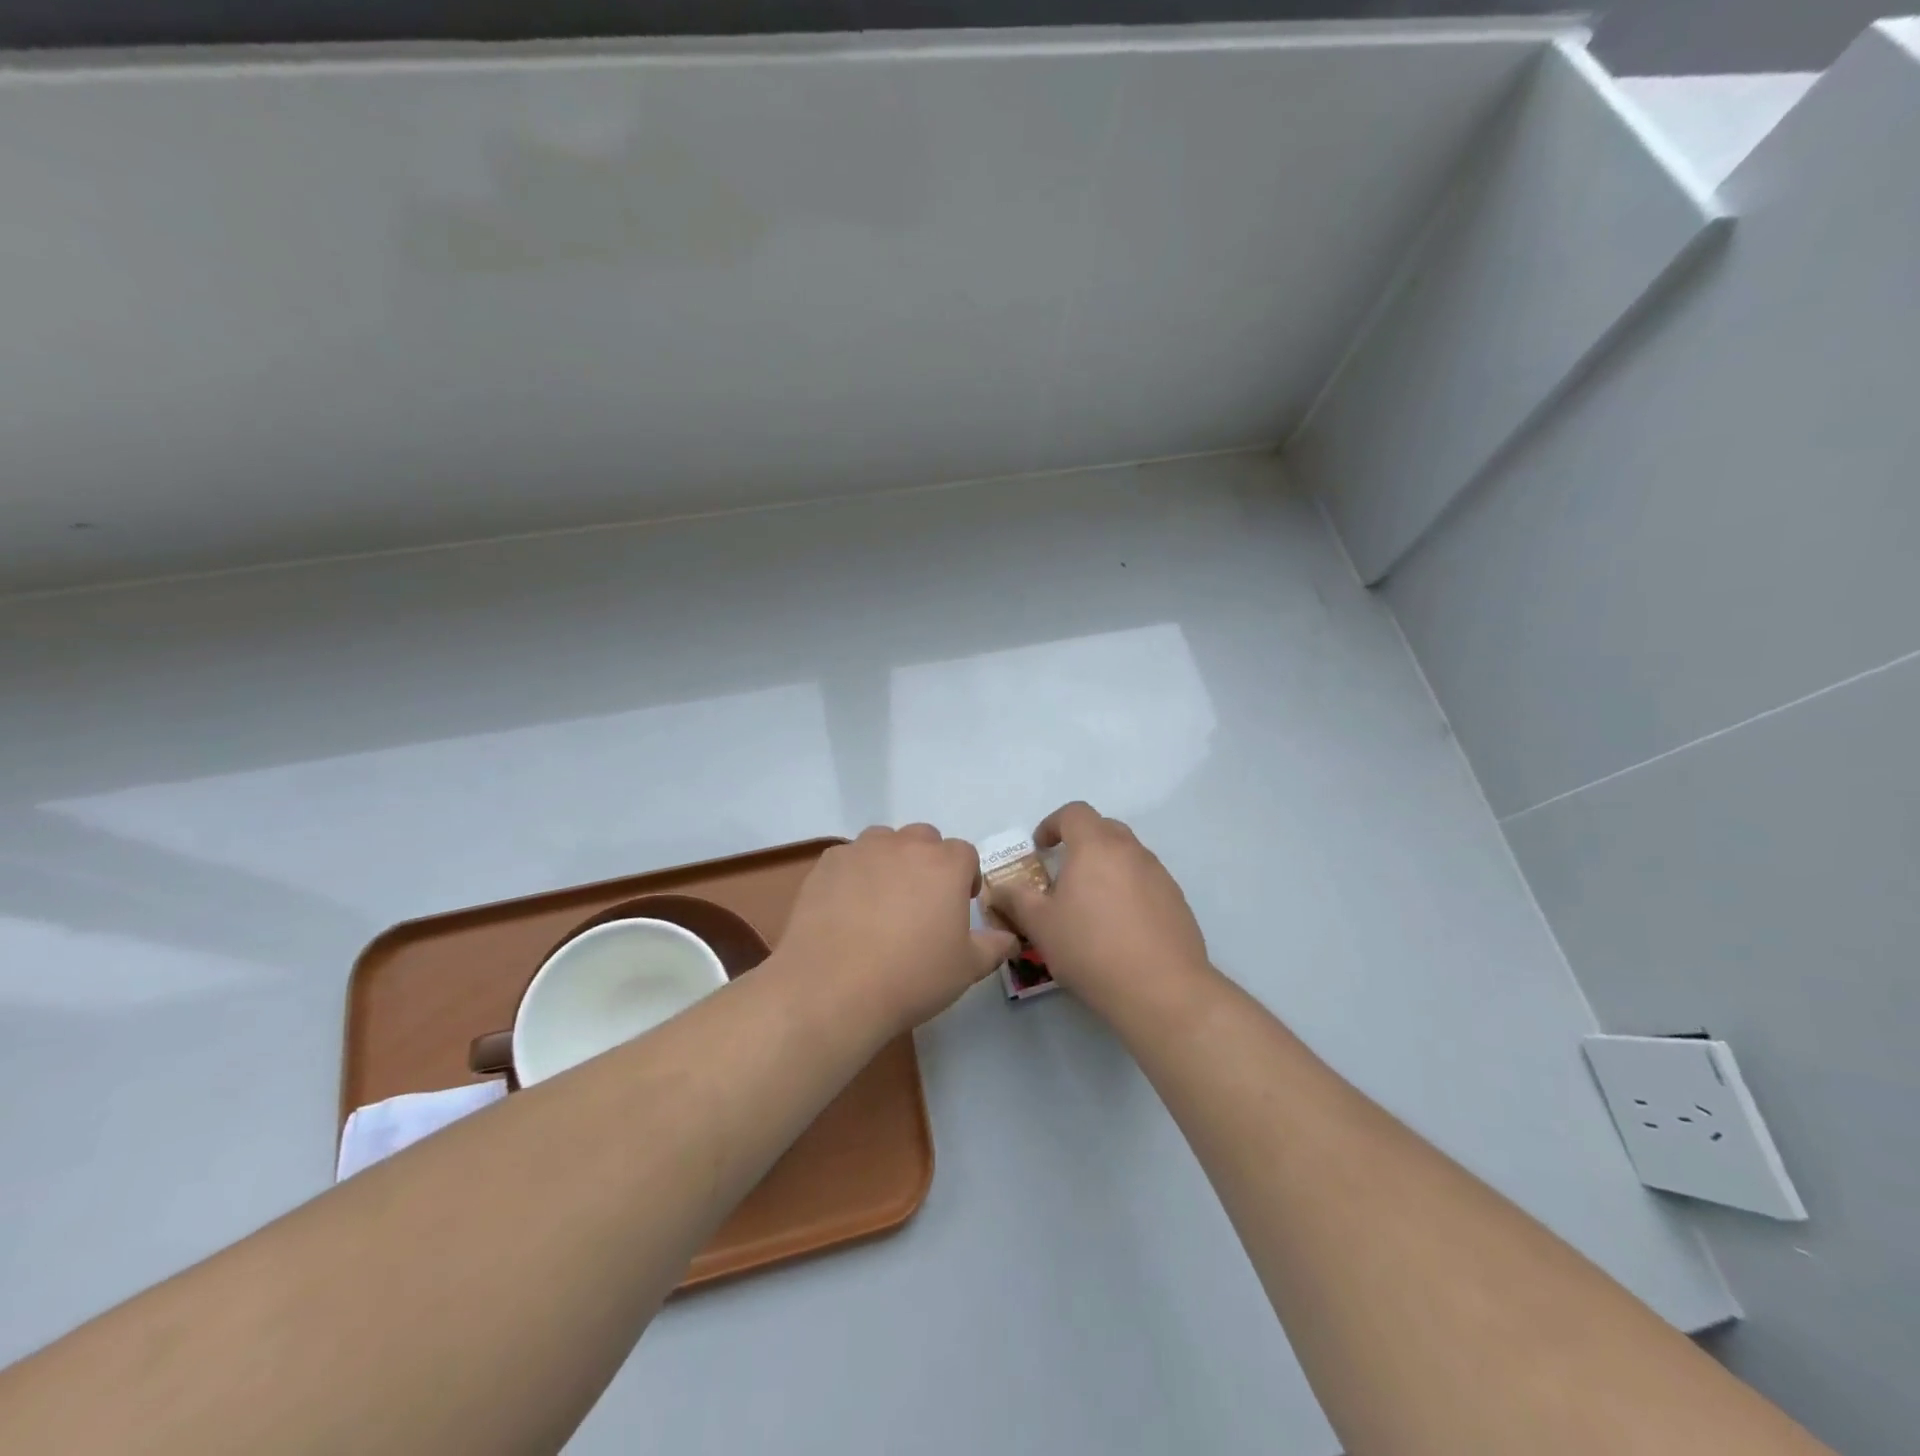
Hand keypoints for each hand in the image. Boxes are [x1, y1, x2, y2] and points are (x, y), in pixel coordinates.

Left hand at [776, 824, 1018, 1031]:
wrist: (833, 989)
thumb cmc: (911, 977)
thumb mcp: (967, 969)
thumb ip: (993, 946)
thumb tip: (1009, 938)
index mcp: (945, 864)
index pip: (965, 854)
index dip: (965, 877)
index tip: (960, 904)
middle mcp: (904, 845)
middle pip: (924, 839)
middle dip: (928, 862)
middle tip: (921, 902)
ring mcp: (861, 850)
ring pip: (883, 841)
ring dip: (890, 861)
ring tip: (882, 901)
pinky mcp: (827, 864)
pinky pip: (848, 858)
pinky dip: (853, 874)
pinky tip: (846, 908)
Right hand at [986, 802, 1212, 1018]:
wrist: (1162, 990)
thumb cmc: (1091, 949)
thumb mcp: (1040, 926)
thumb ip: (1016, 900)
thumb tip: (999, 889)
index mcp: (1095, 846)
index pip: (1074, 813)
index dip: (1052, 824)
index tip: (1040, 848)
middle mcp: (1131, 851)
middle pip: (1103, 828)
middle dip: (1080, 841)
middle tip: (1064, 872)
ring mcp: (1159, 874)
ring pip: (1127, 855)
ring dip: (1106, 866)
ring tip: (1091, 903)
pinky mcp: (1177, 900)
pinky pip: (1146, 881)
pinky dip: (1129, 889)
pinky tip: (1120, 926)